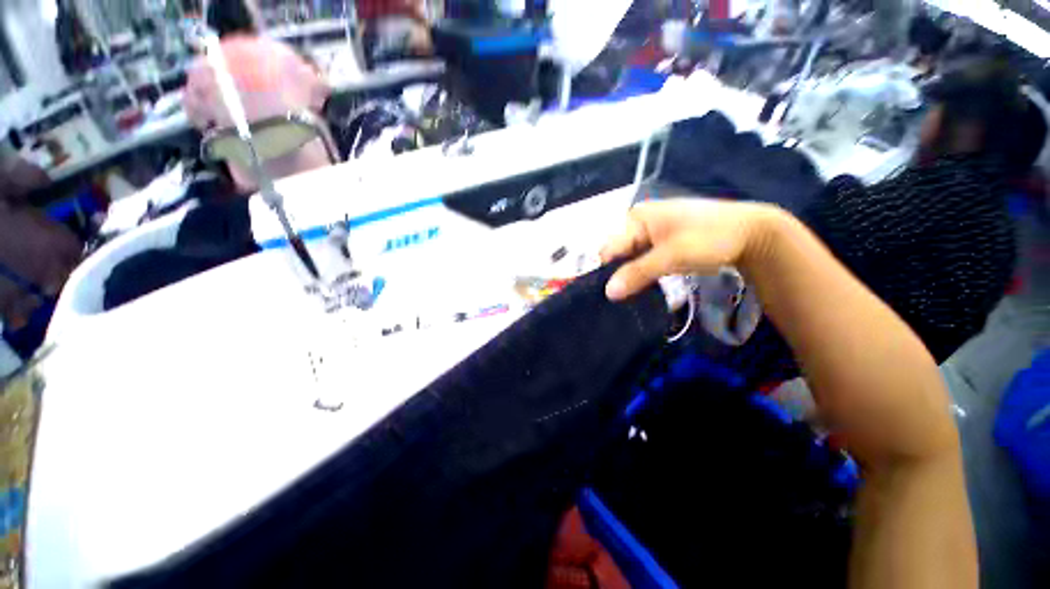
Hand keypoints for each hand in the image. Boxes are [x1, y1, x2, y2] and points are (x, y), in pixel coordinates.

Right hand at [601, 198, 777, 300]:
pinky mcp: (662, 242)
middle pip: (618, 252)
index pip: (610, 248)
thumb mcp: (671, 257)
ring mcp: (651, 231)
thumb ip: (637, 273)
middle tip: (621, 298)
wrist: (752, 234)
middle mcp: (639, 222)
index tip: (608, 296)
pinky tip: (644, 285)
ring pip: (630, 258)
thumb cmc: (709, 239)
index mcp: (636, 218)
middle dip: (618, 274)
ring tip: (631, 295)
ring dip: (631, 275)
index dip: (606, 272)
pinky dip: (642, 272)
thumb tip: (608, 292)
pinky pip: (643, 258)